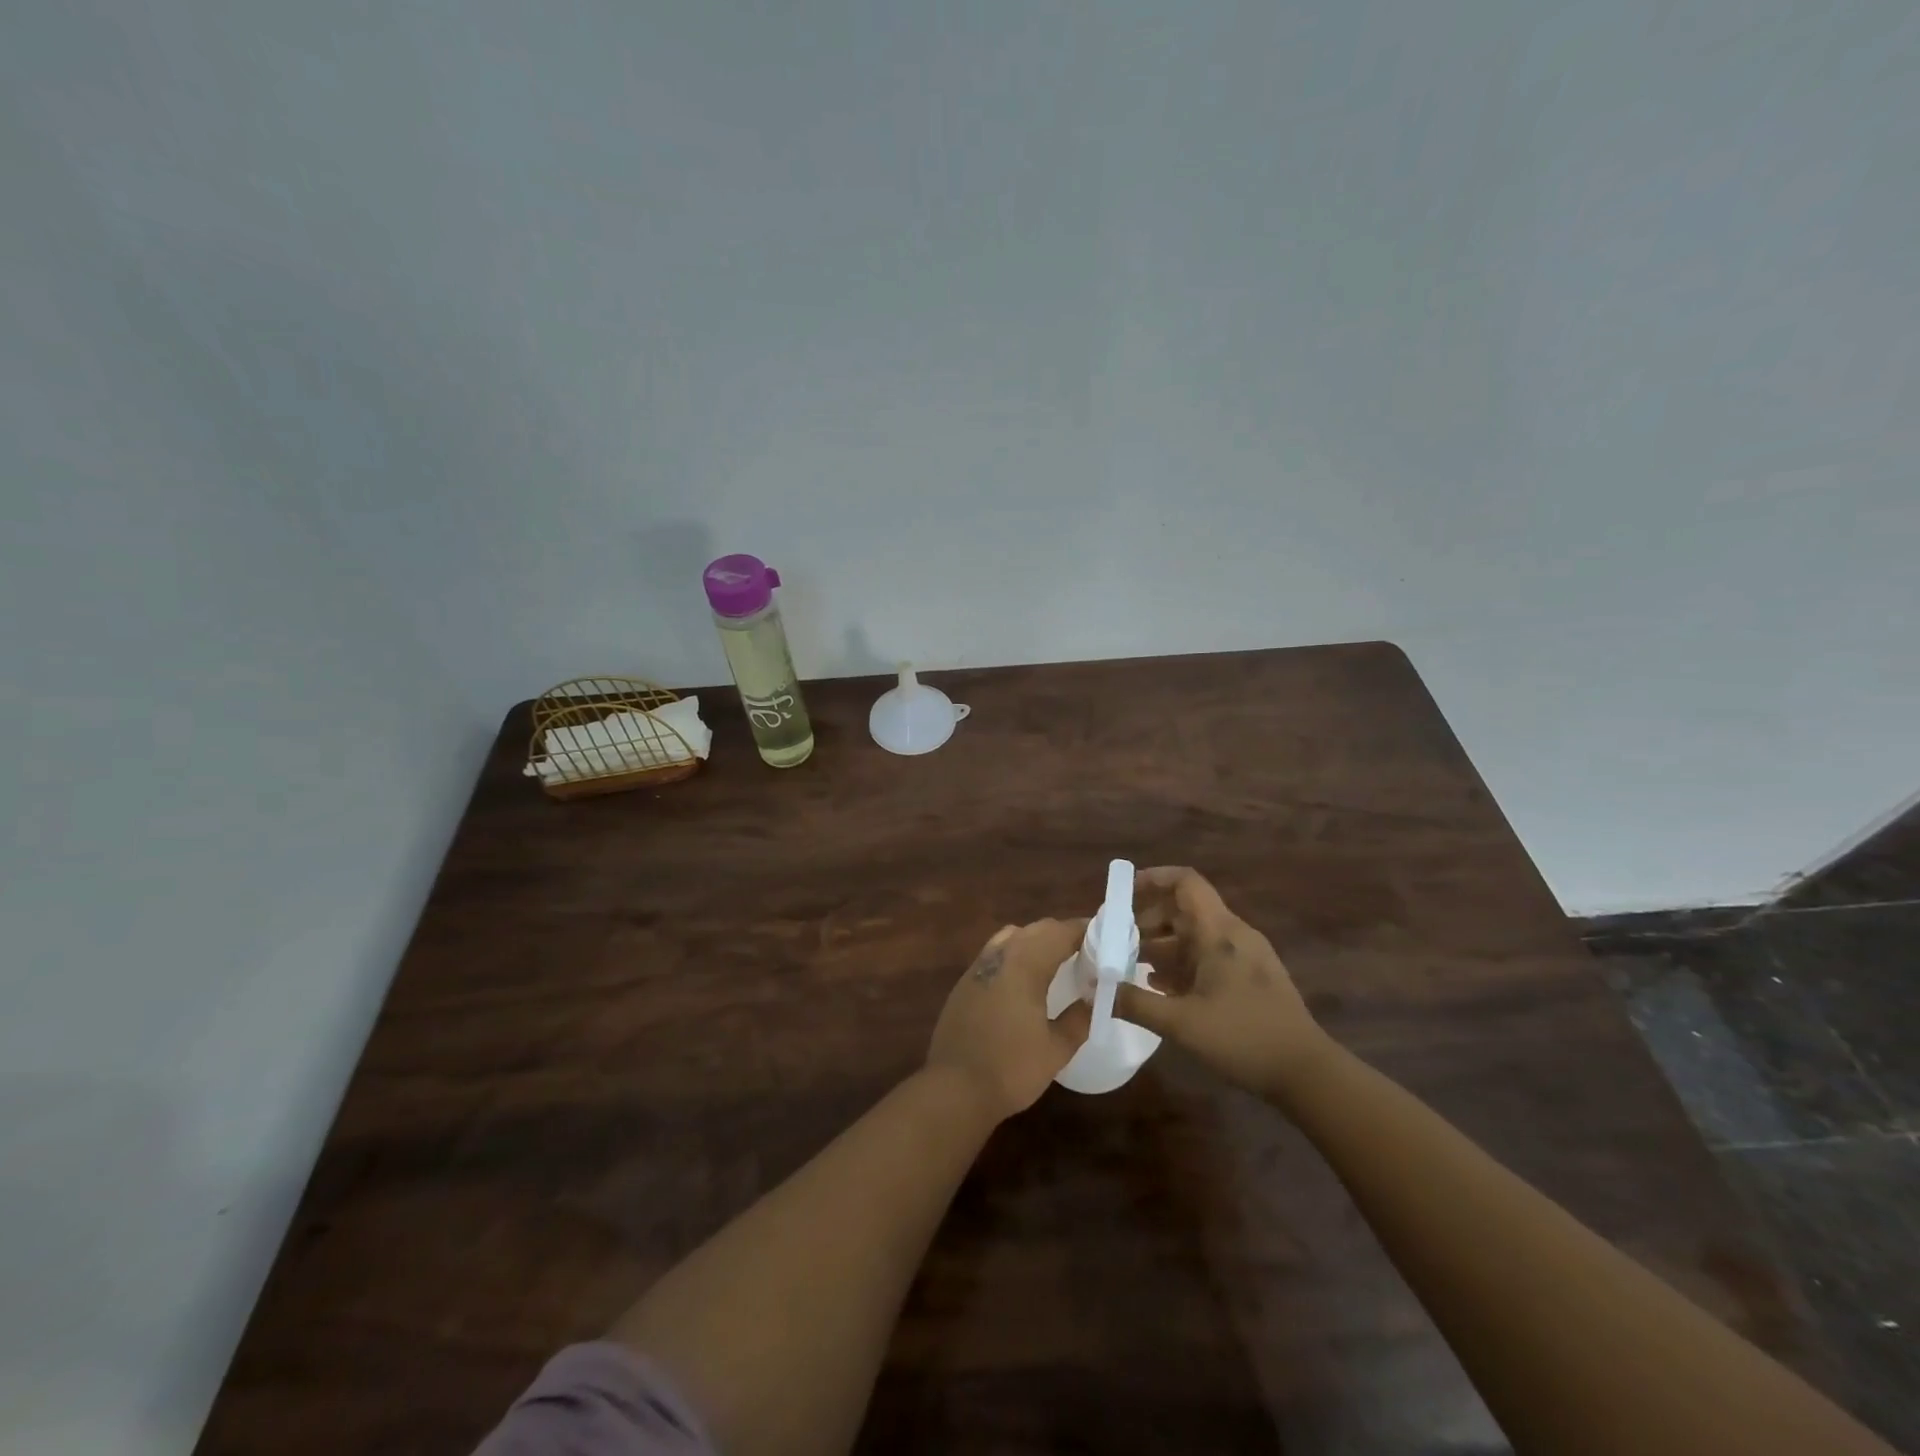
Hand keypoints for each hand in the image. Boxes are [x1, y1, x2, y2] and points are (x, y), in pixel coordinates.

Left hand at [926, 919, 1091, 1120]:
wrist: (954, 1088)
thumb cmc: (1010, 1068)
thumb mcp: (1055, 1049)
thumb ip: (1079, 1020)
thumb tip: (1093, 1000)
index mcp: (1025, 964)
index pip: (1060, 932)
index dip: (1083, 930)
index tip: (1105, 937)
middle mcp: (1000, 955)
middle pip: (1036, 930)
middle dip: (1062, 933)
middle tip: (1087, 951)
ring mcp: (978, 967)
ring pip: (1012, 936)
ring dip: (1037, 940)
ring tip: (1057, 960)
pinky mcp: (964, 982)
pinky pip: (996, 953)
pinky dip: (1016, 954)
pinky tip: (1025, 979)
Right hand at [1114, 867, 1327, 1098]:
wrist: (1306, 1072)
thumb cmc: (1243, 1038)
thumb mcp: (1181, 1024)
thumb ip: (1135, 1004)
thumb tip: (1095, 991)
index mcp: (1218, 932)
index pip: (1185, 882)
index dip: (1153, 878)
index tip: (1123, 891)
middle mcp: (1233, 934)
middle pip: (1185, 908)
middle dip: (1148, 918)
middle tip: (1118, 938)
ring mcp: (1245, 955)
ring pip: (1196, 934)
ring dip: (1162, 944)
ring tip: (1131, 964)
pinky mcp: (1251, 976)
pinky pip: (1209, 955)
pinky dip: (1182, 962)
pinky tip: (1162, 986)